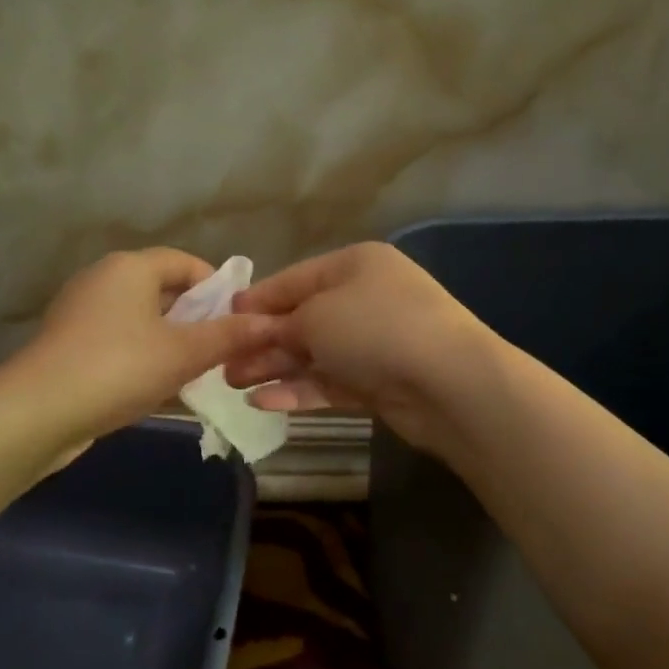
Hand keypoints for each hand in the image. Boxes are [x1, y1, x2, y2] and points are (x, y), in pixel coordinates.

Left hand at [10, 248, 282, 446]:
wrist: (38, 413)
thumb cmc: (118, 368)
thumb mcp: (184, 353)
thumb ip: (229, 336)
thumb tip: (270, 323)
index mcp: (129, 268)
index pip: (185, 262)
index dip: (217, 286)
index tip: (239, 319)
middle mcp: (102, 280)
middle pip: (162, 289)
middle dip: (196, 317)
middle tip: (223, 349)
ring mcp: (81, 313)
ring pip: (141, 319)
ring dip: (171, 340)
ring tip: (197, 371)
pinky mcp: (69, 345)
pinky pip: (119, 340)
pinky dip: (143, 355)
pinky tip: (158, 386)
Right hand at [223, 242, 495, 451]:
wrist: (447, 383)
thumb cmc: (375, 329)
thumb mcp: (316, 315)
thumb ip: (280, 323)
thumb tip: (257, 330)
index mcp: (354, 266)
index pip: (294, 279)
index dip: (257, 299)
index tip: (221, 317)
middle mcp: (365, 299)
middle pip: (302, 318)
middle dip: (261, 340)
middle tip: (221, 362)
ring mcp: (374, 343)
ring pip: (314, 354)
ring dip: (274, 368)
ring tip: (232, 383)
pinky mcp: (379, 382)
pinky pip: (330, 382)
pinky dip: (299, 390)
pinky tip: (263, 402)